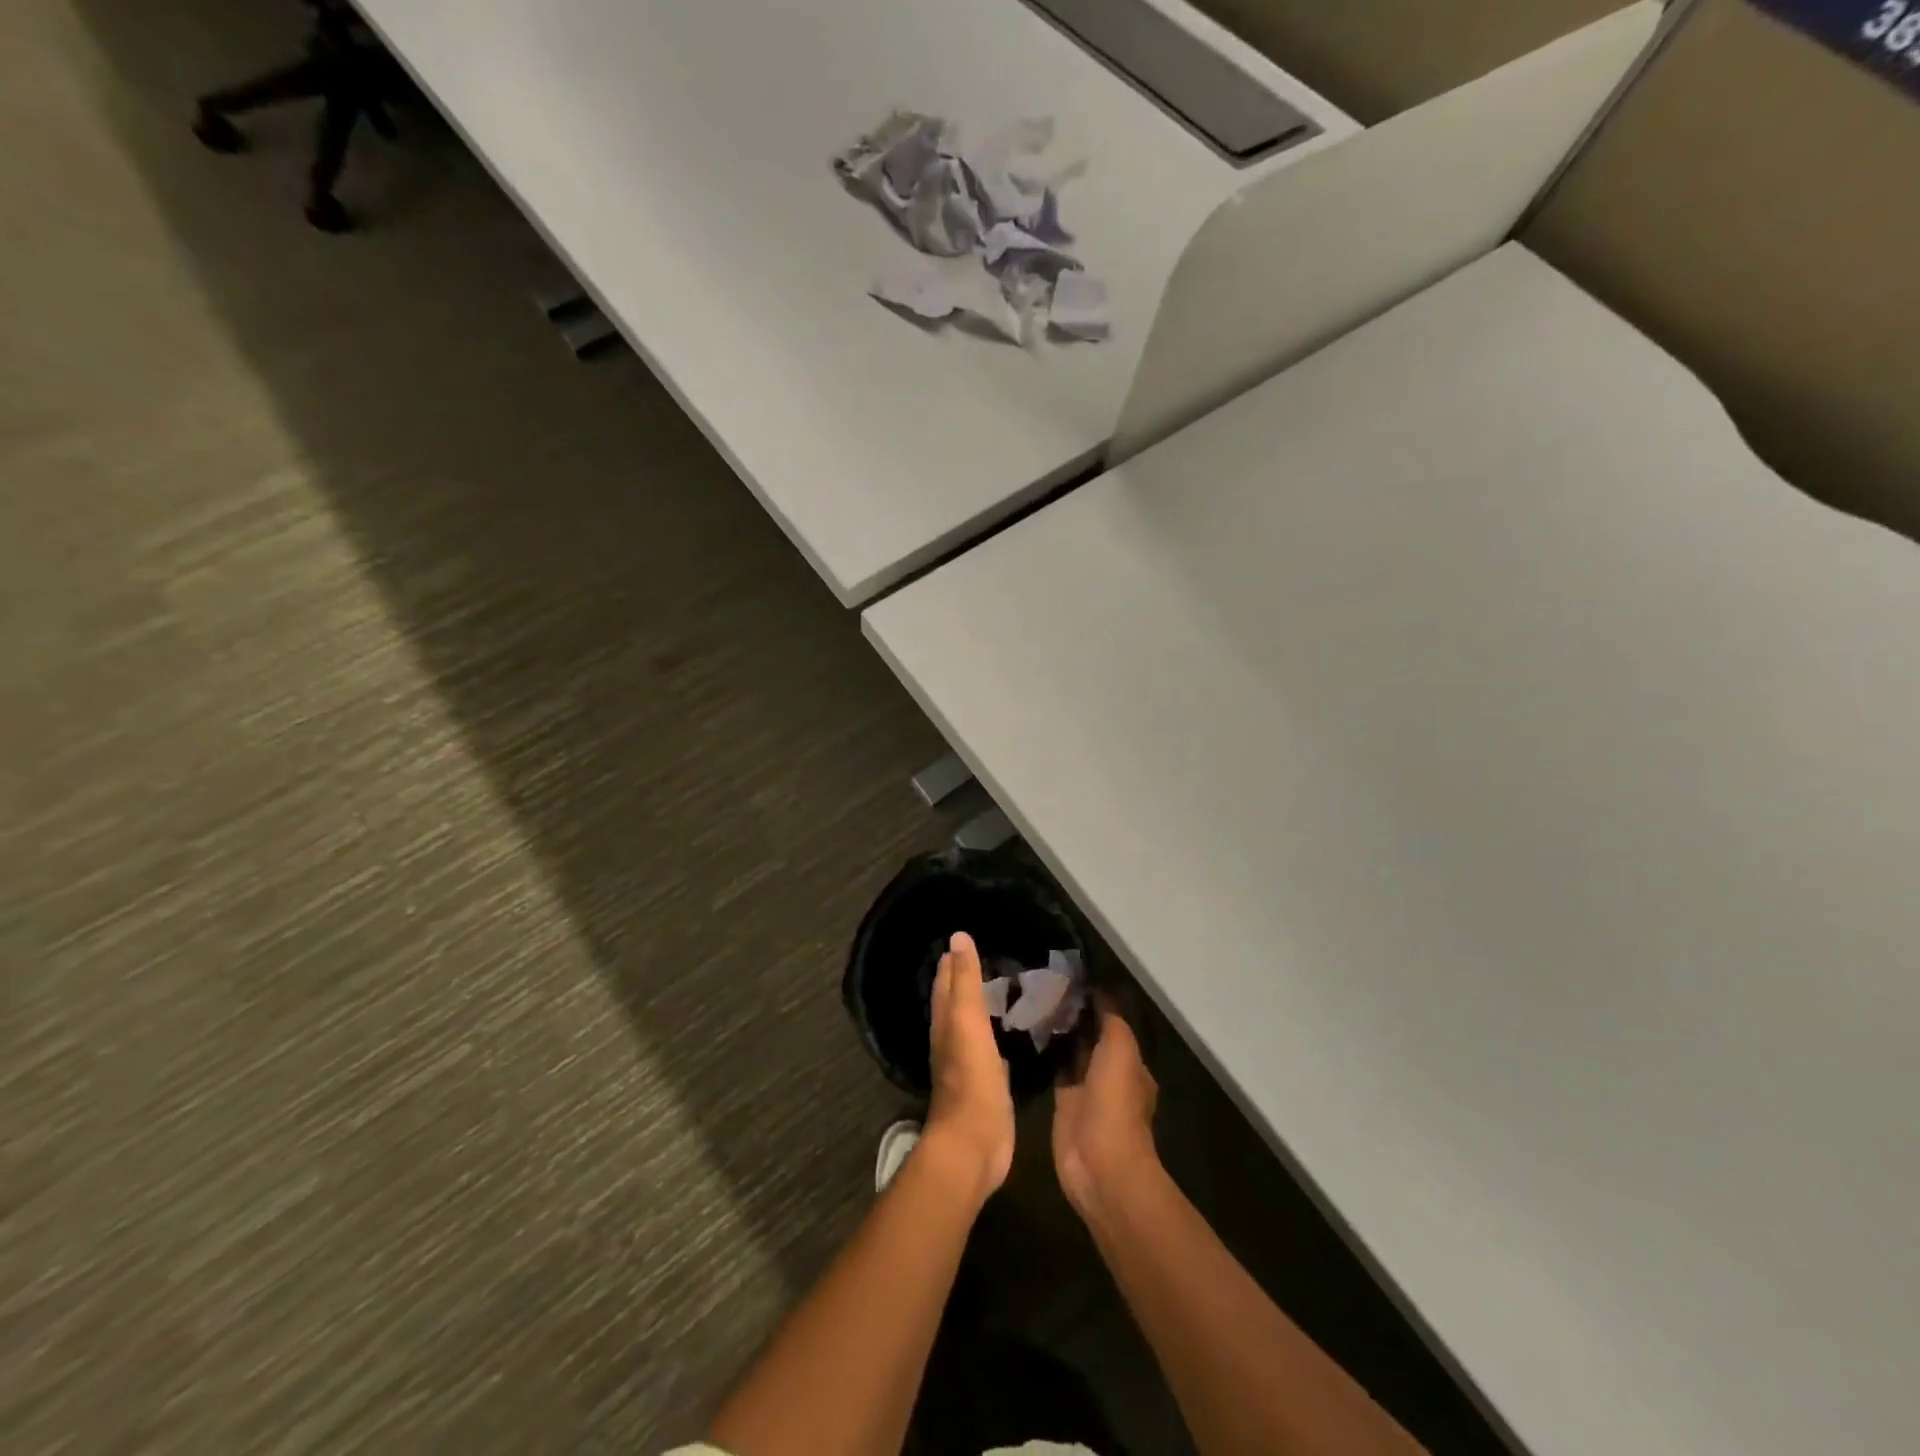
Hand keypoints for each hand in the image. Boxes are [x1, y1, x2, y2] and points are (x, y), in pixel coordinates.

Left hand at [924, 931, 1015, 1203]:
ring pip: (972, 1028)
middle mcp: (951, 1042)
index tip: (964, 940)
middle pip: (955, 1005)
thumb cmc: (971, 1078)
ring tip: (1000, 990)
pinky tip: (1008, 1035)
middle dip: (964, 983)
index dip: (952, 963)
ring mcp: (968, 1066)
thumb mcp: (968, 1021)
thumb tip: (957, 936)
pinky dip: (995, 1038)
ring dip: (981, 1010)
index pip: (945, 985)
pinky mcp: (986, 1087)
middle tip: (986, 959)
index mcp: (944, 1024)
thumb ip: (964, 981)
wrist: (974, 1144)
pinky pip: (990, 1052)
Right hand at [1052, 1001, 1158, 1218]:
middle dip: (1073, 1018)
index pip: (1112, 1025)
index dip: (1094, 1004)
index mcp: (1131, 1064)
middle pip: (1090, 1039)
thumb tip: (1098, 993)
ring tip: (1031, 1004)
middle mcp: (1109, 1075)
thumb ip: (1111, 1020)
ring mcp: (1085, 1091)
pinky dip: (1045, 1056)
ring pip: (1071, 1054)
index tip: (1069, 981)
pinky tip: (1026, 1035)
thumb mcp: (1121, 1049)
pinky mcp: (1062, 1105)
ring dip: (1058, 1035)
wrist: (1099, 1161)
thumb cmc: (1115, 1102)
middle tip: (1043, 988)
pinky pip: (1054, 1072)